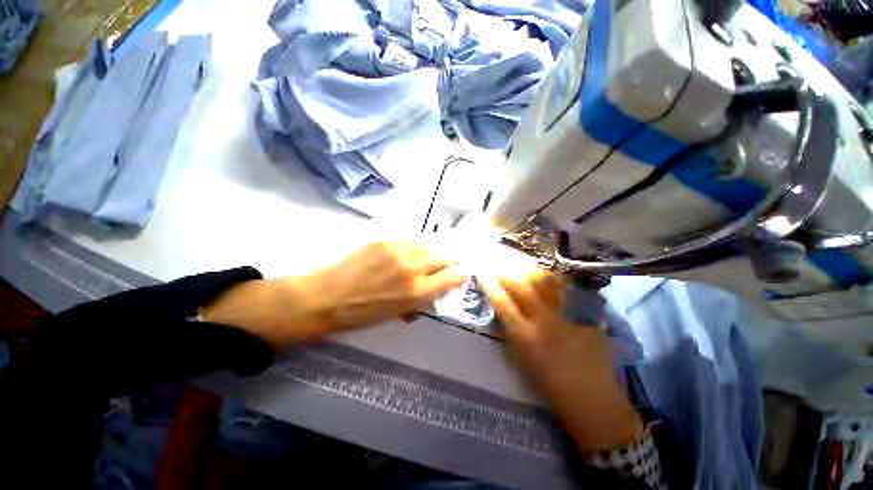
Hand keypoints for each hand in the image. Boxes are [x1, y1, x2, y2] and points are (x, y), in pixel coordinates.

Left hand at [201, 241, 464, 349]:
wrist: (326, 297)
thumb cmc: (361, 314)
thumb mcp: (395, 314)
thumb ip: (418, 301)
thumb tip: (430, 292)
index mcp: (416, 292)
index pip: (451, 277)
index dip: (460, 274)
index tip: (462, 272)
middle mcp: (412, 268)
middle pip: (444, 256)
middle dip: (450, 259)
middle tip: (450, 260)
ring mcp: (398, 250)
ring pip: (427, 243)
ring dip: (431, 250)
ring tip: (426, 254)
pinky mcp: (384, 239)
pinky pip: (408, 238)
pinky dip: (413, 243)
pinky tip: (408, 248)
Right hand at [479, 265, 642, 454]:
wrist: (591, 398)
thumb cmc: (549, 383)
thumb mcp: (521, 359)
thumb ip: (511, 330)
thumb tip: (503, 307)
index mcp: (525, 337)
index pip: (502, 302)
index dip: (490, 284)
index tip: (483, 272)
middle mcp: (544, 321)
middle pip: (521, 286)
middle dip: (507, 271)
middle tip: (499, 262)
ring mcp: (567, 315)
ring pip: (545, 282)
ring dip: (529, 269)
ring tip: (520, 262)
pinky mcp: (586, 314)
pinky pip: (566, 289)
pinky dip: (553, 278)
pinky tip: (546, 272)